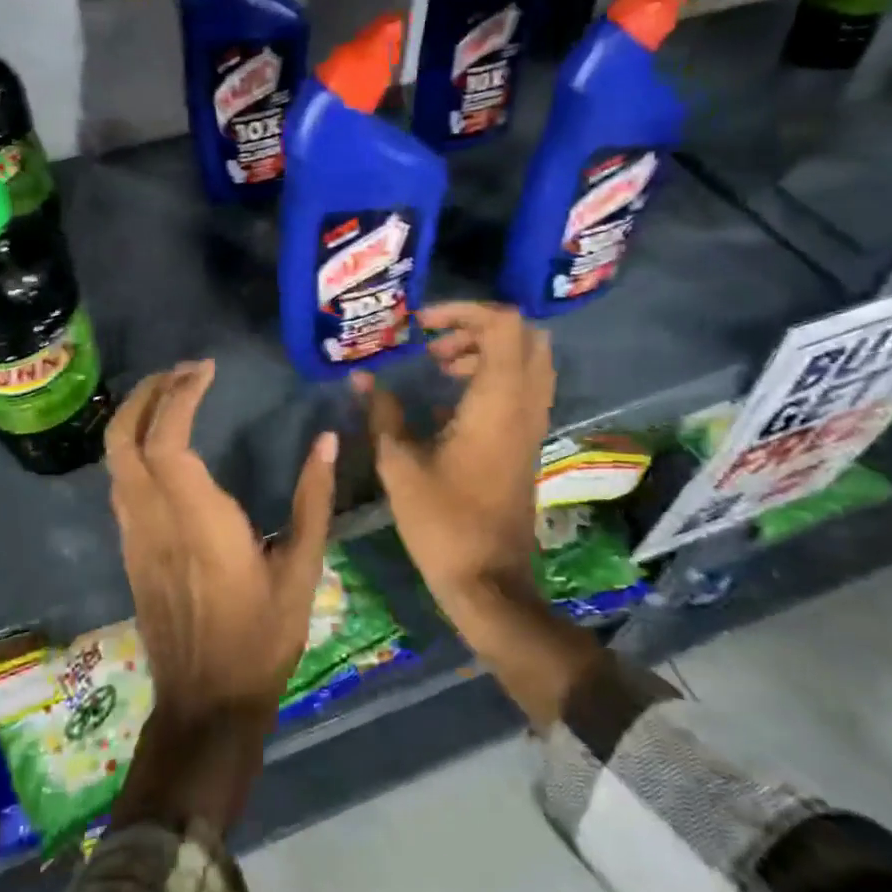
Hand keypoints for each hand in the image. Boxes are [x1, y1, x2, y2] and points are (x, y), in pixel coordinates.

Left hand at [108, 359, 337, 726]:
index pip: (167, 441)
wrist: (206, 702)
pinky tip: (164, 444)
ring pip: (114, 459)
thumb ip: (313, 501)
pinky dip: (134, 446)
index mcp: (198, 522)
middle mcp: (155, 520)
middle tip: (183, 371)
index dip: (179, 396)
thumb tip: (326, 442)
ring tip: (173, 395)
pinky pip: (120, 481)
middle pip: (123, 439)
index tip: (206, 370)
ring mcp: (135, 535)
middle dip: (146, 393)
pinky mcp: (129, 549)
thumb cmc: (261, 639)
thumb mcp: (301, 571)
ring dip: (136, 416)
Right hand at [355, 303, 599, 727]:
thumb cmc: (442, 521)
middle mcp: (523, 405)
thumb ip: (382, 413)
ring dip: (486, 352)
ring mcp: (531, 425)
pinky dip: (492, 377)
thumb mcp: (399, 464)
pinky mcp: (526, 443)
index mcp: (497, 402)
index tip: (422, 326)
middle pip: (524, 336)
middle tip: (435, 346)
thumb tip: (361, 378)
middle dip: (478, 327)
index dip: (464, 311)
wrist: (488, 580)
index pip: (504, 325)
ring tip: (439, 368)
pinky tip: (447, 402)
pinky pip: (521, 389)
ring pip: (527, 362)